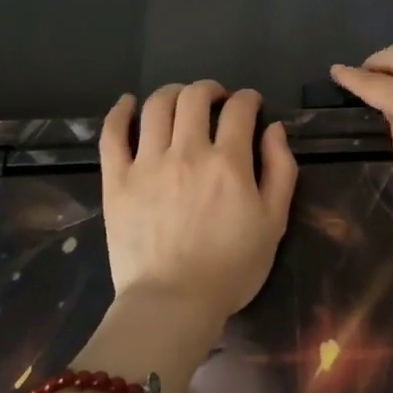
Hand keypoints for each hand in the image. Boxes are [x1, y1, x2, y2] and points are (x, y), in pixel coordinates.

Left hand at [98, 82, 298, 327]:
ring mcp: (147, 163)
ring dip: (173, 93)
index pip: (239, 109)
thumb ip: (280, 169)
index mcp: (228, 162)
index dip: (248, 99)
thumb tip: (274, 128)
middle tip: (217, 100)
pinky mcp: (117, 180)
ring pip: (156, 106)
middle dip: (210, 89)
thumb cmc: (231, 268)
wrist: (173, 303)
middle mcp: (186, 151)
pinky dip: (119, 111)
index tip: (251, 104)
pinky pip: (112, 134)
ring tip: (181, 101)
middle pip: (195, 97)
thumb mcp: (274, 222)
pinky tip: (128, 103)